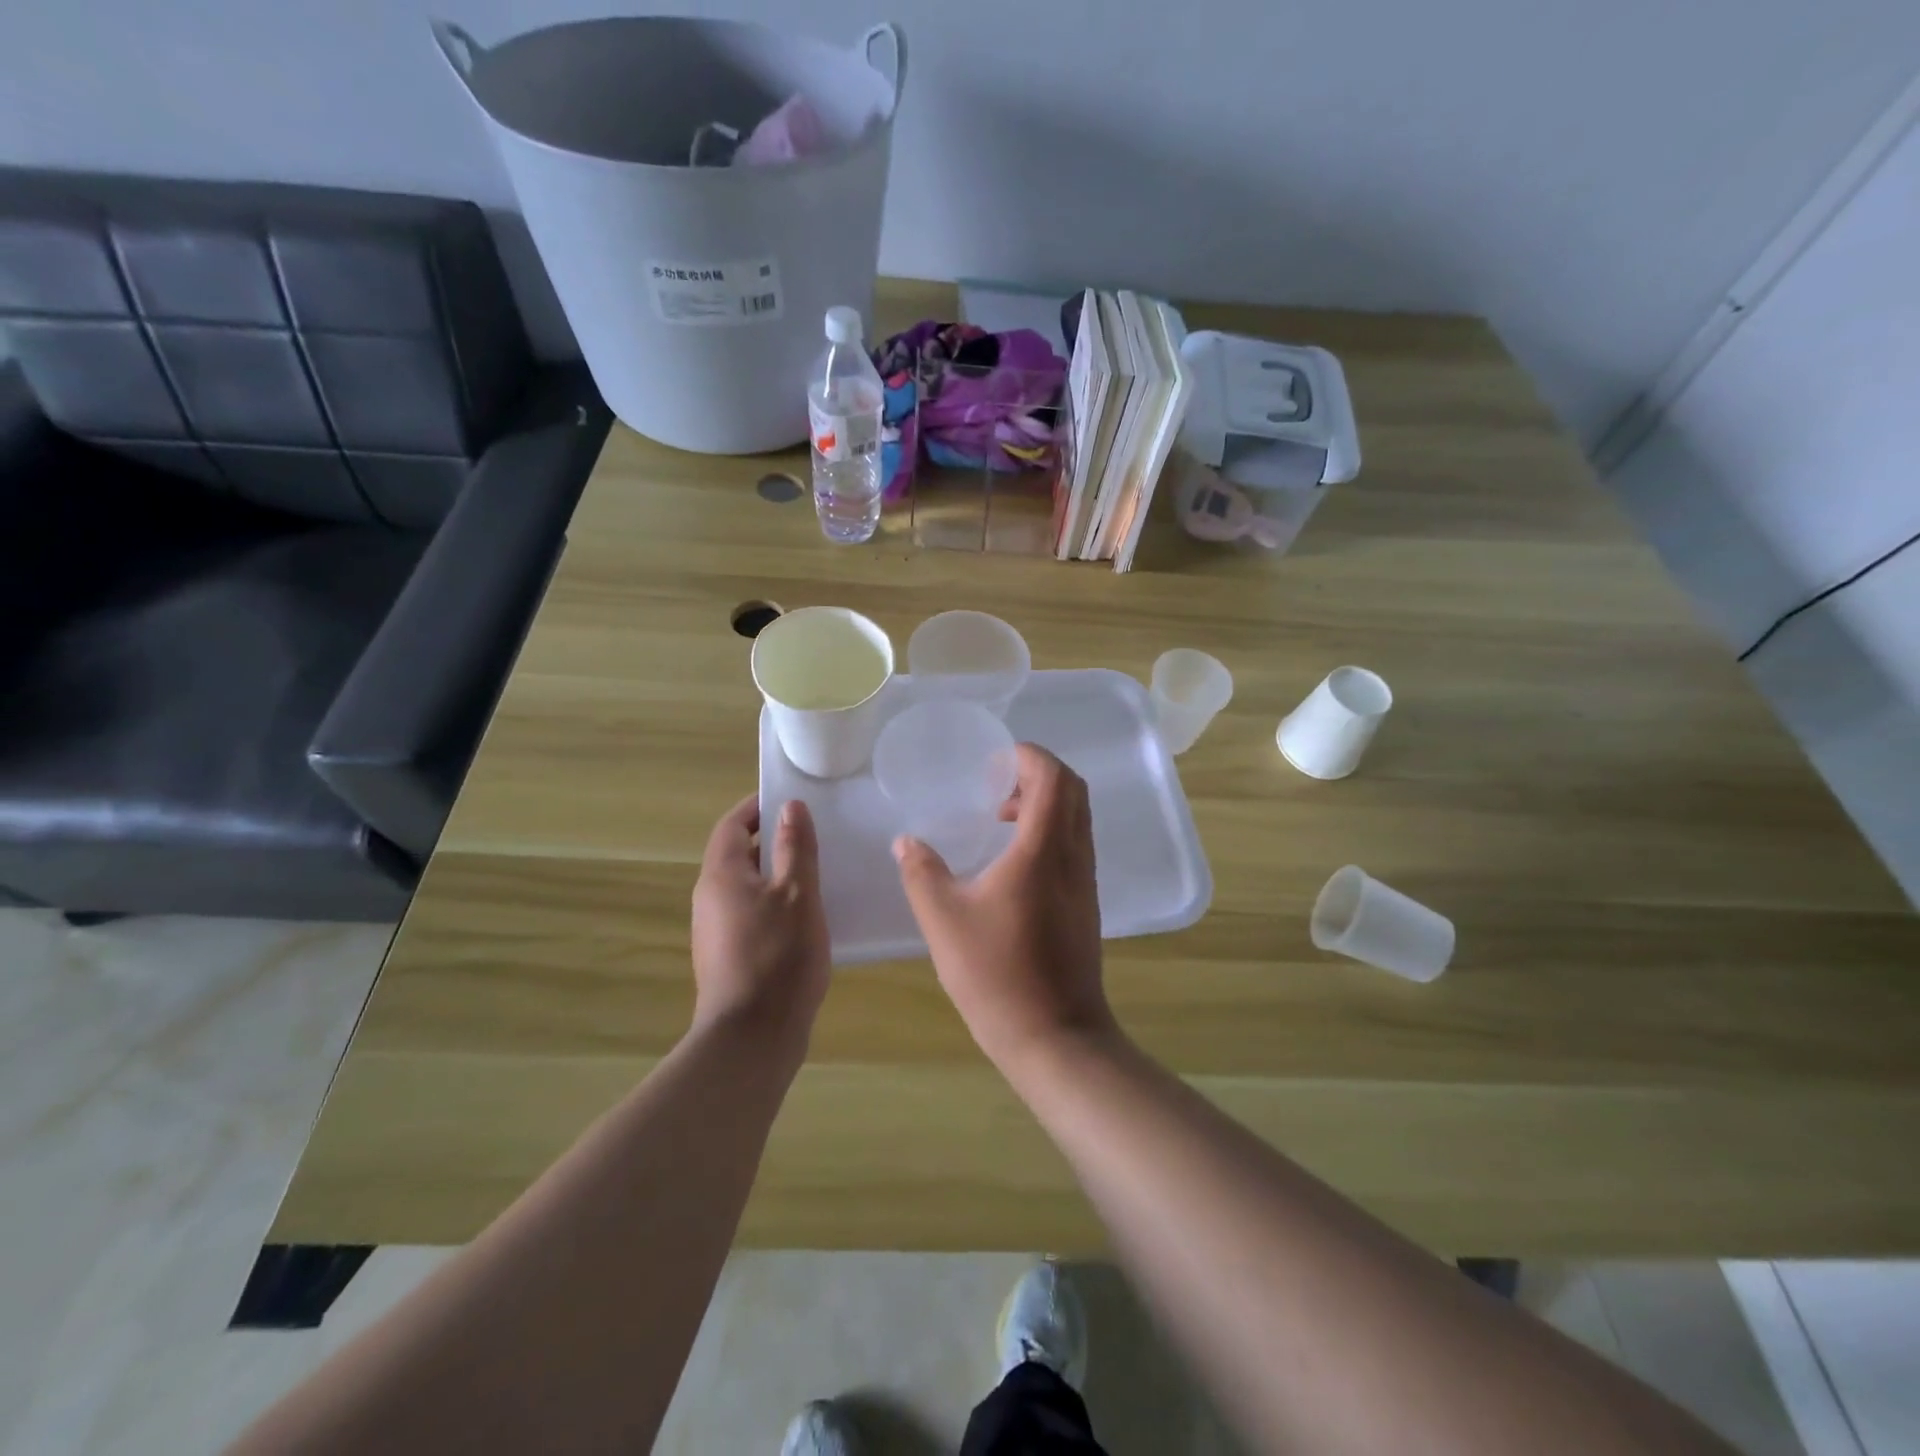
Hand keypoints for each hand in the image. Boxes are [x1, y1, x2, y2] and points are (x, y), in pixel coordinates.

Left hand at [691, 796, 830, 1052]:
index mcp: (722, 875)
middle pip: (738, 855)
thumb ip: (795, 847)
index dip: (757, 807)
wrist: (751, 1038)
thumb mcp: (798, 893)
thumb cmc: (778, 956)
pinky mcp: (729, 957)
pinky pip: (751, 914)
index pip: (732, 825)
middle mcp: (710, 898)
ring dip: (777, 874)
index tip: (791, 800)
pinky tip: (807, 918)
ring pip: (747, 887)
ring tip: (817, 873)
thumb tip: (790, 806)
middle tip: (813, 834)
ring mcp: (716, 931)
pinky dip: (776, 904)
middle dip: (772, 840)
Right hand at [894, 745, 1115, 1071]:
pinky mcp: (1086, 903)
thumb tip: (906, 841)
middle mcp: (1072, 855)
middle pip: (1073, 790)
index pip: (1053, 777)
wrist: (1055, 1036)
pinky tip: (1015, 862)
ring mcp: (1085, 880)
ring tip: (1002, 820)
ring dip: (1046, 803)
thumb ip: (921, 872)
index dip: (1029, 757)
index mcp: (1042, 849)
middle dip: (1038, 774)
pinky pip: (1075, 844)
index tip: (995, 762)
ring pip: (1078, 817)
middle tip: (997, 787)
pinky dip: (1051, 830)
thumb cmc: (997, 974)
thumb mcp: (944, 920)